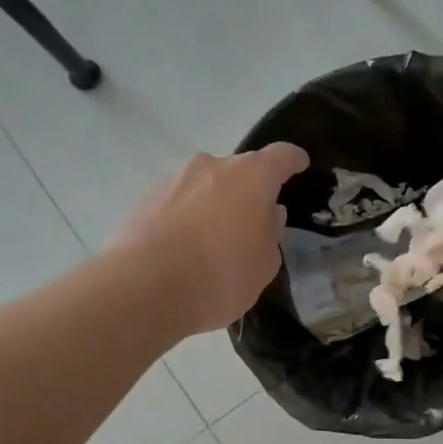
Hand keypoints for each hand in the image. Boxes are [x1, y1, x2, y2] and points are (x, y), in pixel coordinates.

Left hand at [114, 144, 309, 335]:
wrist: (145, 287)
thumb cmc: (221, 275)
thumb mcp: (264, 265)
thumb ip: (271, 234)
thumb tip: (268, 214)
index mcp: (251, 177)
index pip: (280, 156)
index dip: (292, 160)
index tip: (299, 164)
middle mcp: (211, 167)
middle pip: (238, 171)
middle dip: (247, 191)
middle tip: (251, 223)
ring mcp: (173, 180)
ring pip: (203, 186)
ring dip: (212, 205)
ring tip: (211, 242)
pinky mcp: (143, 200)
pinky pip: (175, 205)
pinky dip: (184, 220)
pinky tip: (182, 251)